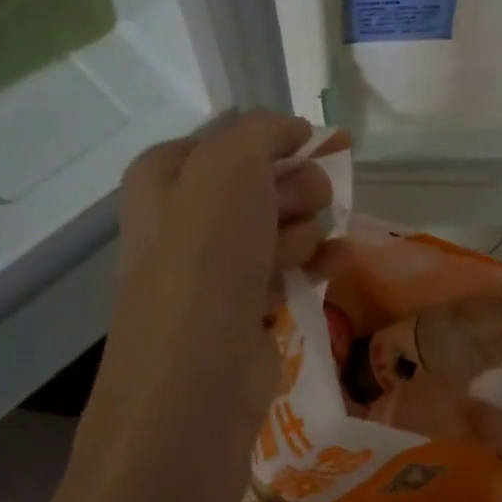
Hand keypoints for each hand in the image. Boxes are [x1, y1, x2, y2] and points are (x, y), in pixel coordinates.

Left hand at [46, 112, 336, 501]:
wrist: (197, 371)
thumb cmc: (206, 255)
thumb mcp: (230, 165)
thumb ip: (263, 131)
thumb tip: (295, 131)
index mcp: (166, 175)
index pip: (235, 140)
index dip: (278, 145)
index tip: (313, 150)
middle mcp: (184, 217)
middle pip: (263, 182)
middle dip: (293, 191)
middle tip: (300, 208)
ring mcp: (214, 266)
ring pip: (282, 225)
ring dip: (304, 230)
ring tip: (298, 254)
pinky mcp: (244, 306)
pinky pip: (288, 267)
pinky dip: (314, 263)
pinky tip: (335, 265)